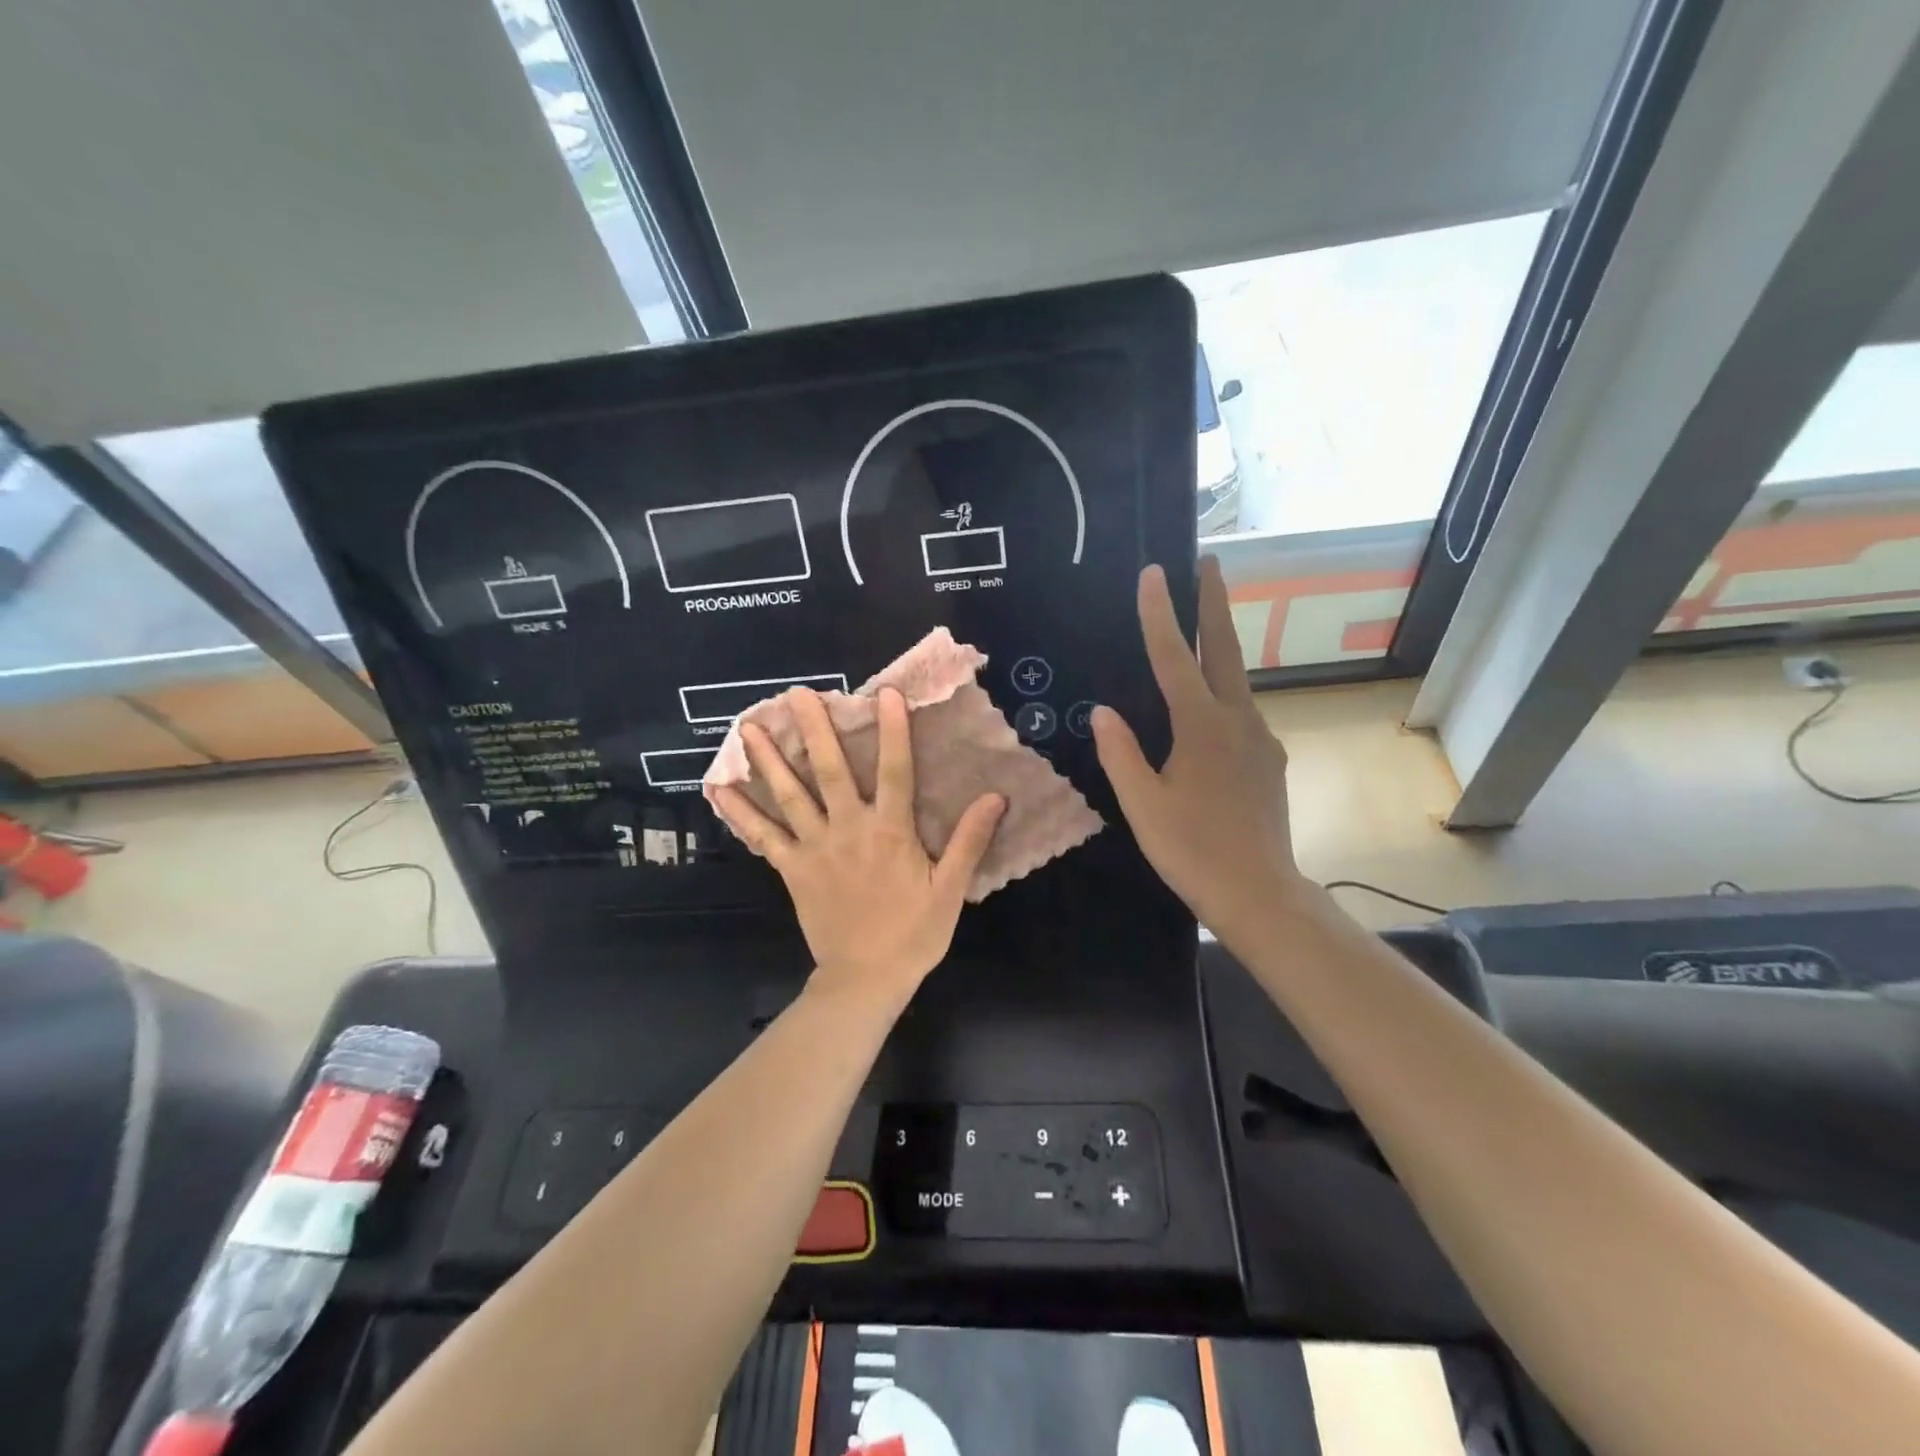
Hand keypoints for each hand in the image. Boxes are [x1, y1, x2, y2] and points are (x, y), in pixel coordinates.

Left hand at [711, 687, 1005, 1008]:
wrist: (865, 979)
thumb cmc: (913, 933)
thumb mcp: (950, 889)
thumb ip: (969, 841)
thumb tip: (995, 796)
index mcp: (890, 832)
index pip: (895, 771)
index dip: (892, 731)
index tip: (885, 693)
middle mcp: (849, 829)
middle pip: (830, 771)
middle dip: (814, 730)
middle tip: (796, 694)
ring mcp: (814, 848)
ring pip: (790, 796)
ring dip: (769, 760)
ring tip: (749, 728)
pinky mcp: (791, 869)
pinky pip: (763, 837)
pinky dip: (741, 813)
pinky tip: (719, 790)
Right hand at [1093, 557, 1300, 933]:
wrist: (1260, 893)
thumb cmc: (1192, 849)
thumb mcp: (1142, 804)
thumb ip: (1121, 753)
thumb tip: (1103, 711)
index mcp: (1203, 726)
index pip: (1175, 658)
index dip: (1160, 614)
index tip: (1154, 573)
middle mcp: (1239, 720)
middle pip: (1225, 650)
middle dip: (1215, 604)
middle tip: (1209, 563)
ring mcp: (1261, 739)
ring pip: (1236, 682)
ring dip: (1218, 649)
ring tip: (1199, 632)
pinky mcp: (1270, 759)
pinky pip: (1242, 714)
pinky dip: (1222, 695)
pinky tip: (1207, 711)